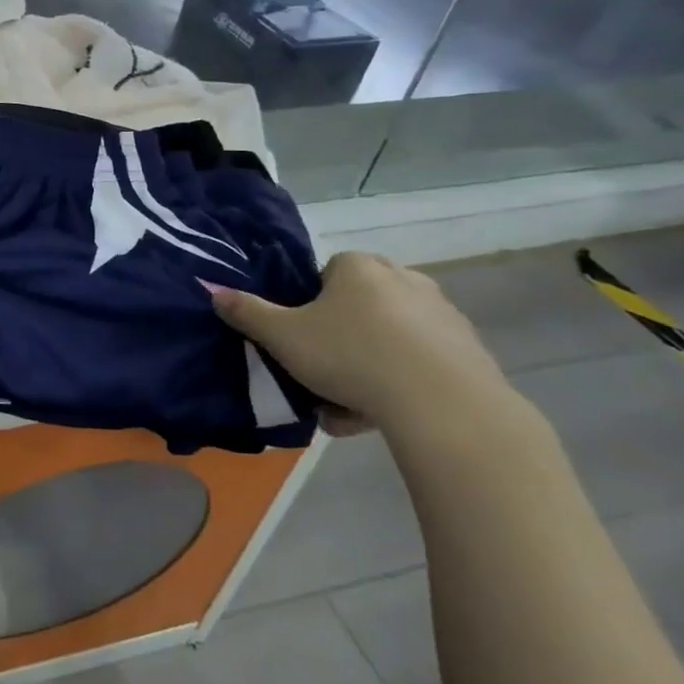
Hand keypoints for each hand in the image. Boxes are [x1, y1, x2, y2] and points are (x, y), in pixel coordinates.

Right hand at [210, 251, 511, 431]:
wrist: (441, 404)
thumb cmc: (349, 354)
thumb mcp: (281, 336)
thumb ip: (247, 312)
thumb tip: (214, 291)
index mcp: (359, 266)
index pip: (326, 274)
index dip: (308, 306)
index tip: (300, 337)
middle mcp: (405, 279)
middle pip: (357, 307)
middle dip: (338, 338)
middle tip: (319, 371)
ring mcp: (442, 315)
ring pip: (387, 339)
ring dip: (365, 368)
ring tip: (343, 408)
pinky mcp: (468, 352)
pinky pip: (417, 364)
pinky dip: (397, 384)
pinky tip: (377, 416)